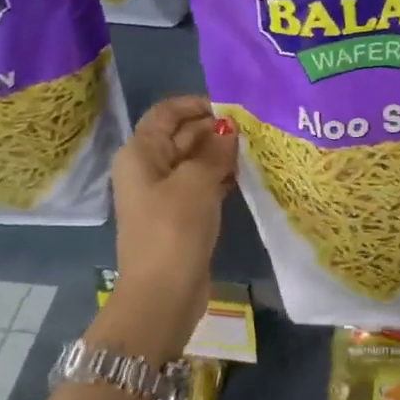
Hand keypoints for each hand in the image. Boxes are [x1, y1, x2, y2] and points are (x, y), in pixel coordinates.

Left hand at [105, 96, 236, 347]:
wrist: (162, 294)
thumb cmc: (174, 231)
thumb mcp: (196, 184)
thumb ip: (215, 150)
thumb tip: (230, 128)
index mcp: (141, 153)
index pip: (168, 112)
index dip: (198, 104)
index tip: (235, 107)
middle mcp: (148, 167)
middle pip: (183, 134)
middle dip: (216, 129)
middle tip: (256, 128)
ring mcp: (164, 192)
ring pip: (195, 160)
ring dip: (222, 153)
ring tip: (258, 148)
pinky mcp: (180, 214)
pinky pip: (201, 184)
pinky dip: (221, 177)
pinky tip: (248, 175)